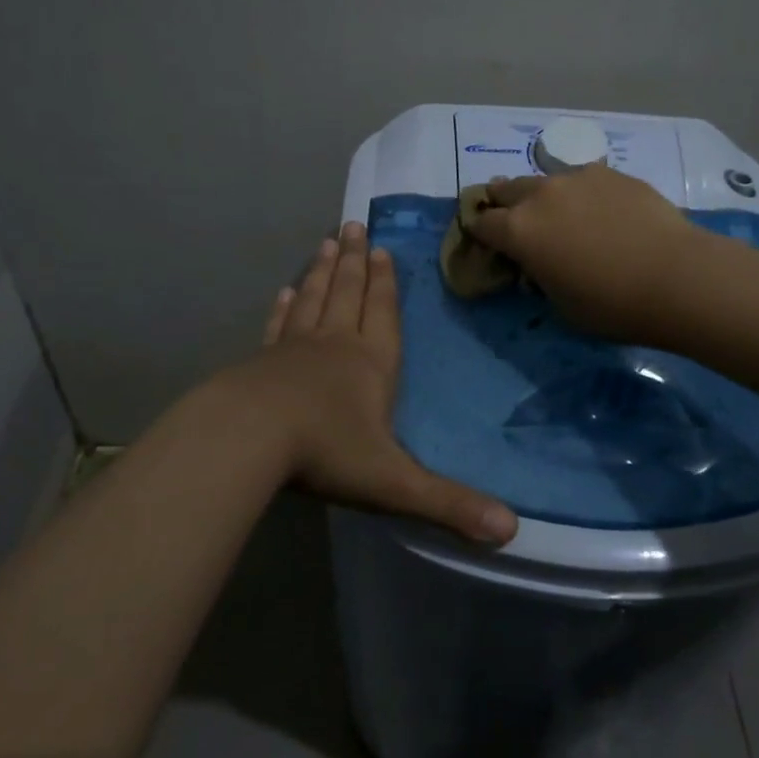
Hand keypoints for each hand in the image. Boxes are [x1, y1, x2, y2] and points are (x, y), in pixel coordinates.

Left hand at [230, 221, 517, 543]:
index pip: (383, 314)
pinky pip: (278, 326)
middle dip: (355, 262)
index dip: (385, 284)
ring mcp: (292, 350)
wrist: (246, 439)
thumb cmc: (325, 452)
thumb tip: (511, 532)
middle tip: (352, 226)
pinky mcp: (260, 362)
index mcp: (370, 364)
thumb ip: (449, 504)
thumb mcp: (394, 483)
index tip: (382, 249)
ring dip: (322, 272)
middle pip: (348, 294)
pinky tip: (284, 292)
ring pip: (314, 300)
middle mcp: (334, 345)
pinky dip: (284, 307)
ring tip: (326, 242)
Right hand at [466, 166, 705, 340]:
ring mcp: (579, 178)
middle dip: (502, 202)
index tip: (485, 240)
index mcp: (518, 230)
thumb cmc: (611, 305)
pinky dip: (581, 194)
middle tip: (509, 215)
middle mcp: (542, 195)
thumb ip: (540, 276)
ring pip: (546, 180)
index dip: (479, 233)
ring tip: (556, 210)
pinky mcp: (613, 174)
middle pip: (507, 189)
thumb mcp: (560, 304)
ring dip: (542, 195)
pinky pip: (584, 180)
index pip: (482, 224)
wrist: (676, 277)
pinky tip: (599, 210)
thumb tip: (540, 263)